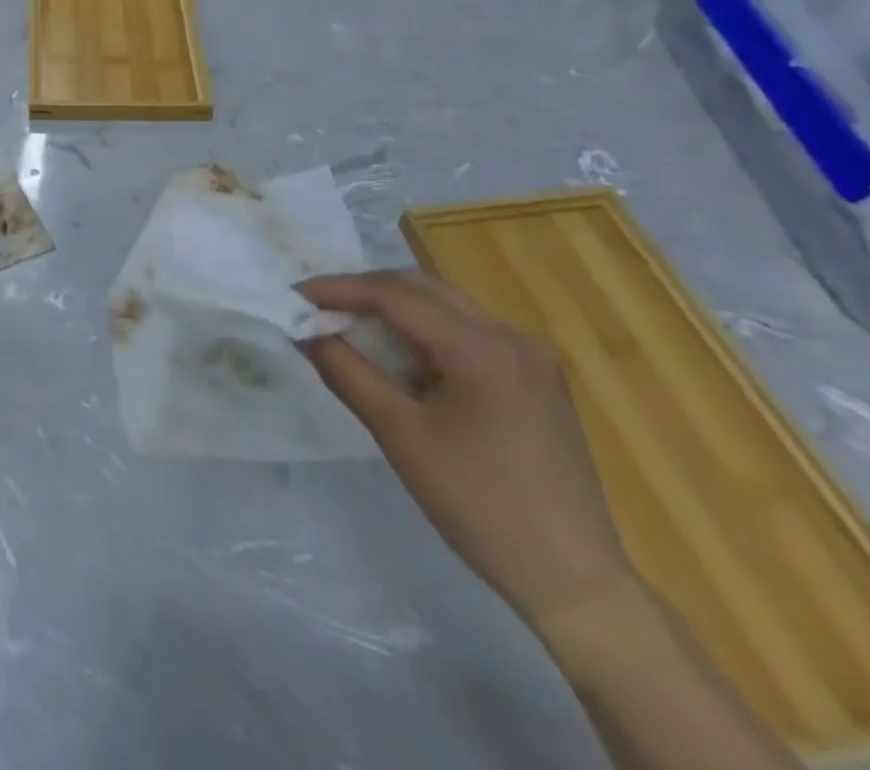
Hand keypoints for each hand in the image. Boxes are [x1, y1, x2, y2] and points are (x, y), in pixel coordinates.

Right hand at [300, 270, 633, 631]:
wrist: (573, 580)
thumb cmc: (479, 505)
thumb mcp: (400, 435)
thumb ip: (349, 373)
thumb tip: (307, 334)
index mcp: (483, 348)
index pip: (395, 296)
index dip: (339, 290)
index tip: (296, 295)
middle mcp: (512, 336)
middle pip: (422, 289)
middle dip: (364, 292)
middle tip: (318, 306)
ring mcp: (531, 356)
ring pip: (445, 307)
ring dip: (394, 309)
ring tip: (348, 325)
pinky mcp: (536, 378)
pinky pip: (467, 332)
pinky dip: (424, 332)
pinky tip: (398, 354)